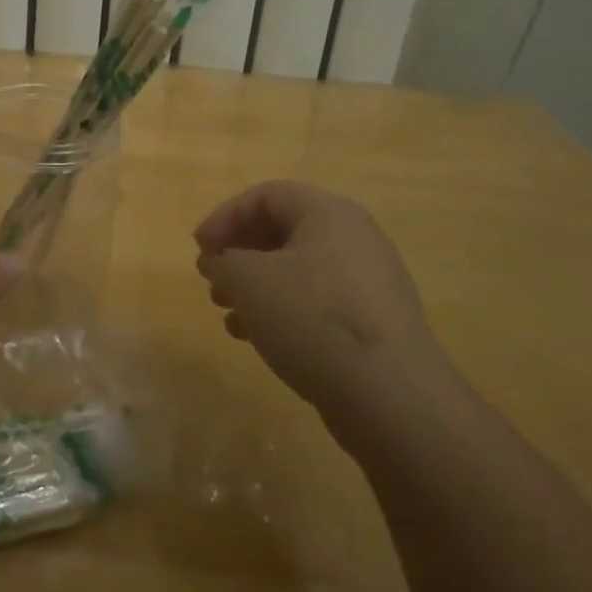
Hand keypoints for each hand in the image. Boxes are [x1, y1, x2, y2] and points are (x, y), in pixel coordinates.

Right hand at [194, 181, 453, 439]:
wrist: (391, 397)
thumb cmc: (312, 319)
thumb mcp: (248, 280)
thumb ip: (222, 262)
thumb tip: (220, 263)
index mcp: (328, 213)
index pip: (265, 195)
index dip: (224, 217)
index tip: (199, 251)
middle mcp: (354, 238)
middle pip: (282, 230)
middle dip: (239, 254)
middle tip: (212, 281)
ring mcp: (368, 282)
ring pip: (297, 270)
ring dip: (255, 286)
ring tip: (228, 314)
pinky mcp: (373, 322)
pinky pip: (316, 302)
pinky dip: (281, 311)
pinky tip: (257, 339)